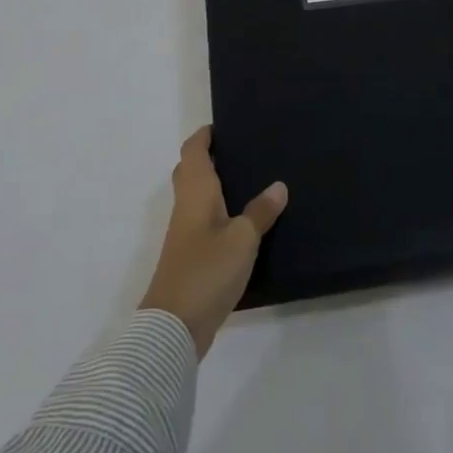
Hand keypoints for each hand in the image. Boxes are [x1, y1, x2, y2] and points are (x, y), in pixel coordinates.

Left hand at [138, 127, 288, 356]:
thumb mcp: (243, 239)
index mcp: (195, 193)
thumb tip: (278, 185)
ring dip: (215, 184)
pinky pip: (203, 219)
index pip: (193, 152)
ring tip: (250, 180)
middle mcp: (186, 207)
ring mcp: (185, 234)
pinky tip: (242, 220)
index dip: (204, 136)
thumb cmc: (206, 271)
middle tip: (240, 151)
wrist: (173, 327)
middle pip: (190, 171)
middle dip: (209, 157)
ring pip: (196, 196)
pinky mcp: (190, 256)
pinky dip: (219, 210)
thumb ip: (260, 211)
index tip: (224, 126)